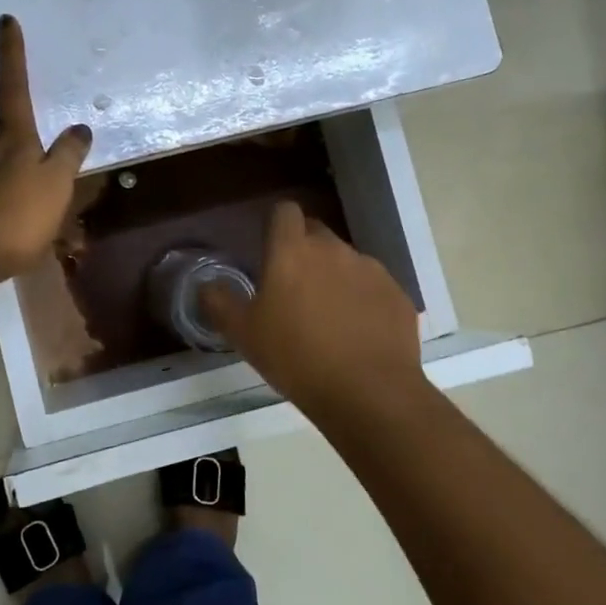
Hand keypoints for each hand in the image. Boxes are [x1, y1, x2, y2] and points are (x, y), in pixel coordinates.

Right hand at [201, 201, 423, 419]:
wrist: (368, 393)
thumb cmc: (295, 358)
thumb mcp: (243, 334)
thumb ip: (220, 302)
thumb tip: (208, 285)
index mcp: (292, 251)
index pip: (284, 211)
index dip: (276, 225)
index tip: (269, 250)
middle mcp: (334, 249)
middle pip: (316, 233)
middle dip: (304, 252)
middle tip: (293, 290)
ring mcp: (371, 270)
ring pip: (346, 261)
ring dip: (334, 278)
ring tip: (327, 319)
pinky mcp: (397, 294)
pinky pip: (373, 288)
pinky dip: (363, 302)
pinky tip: (357, 335)